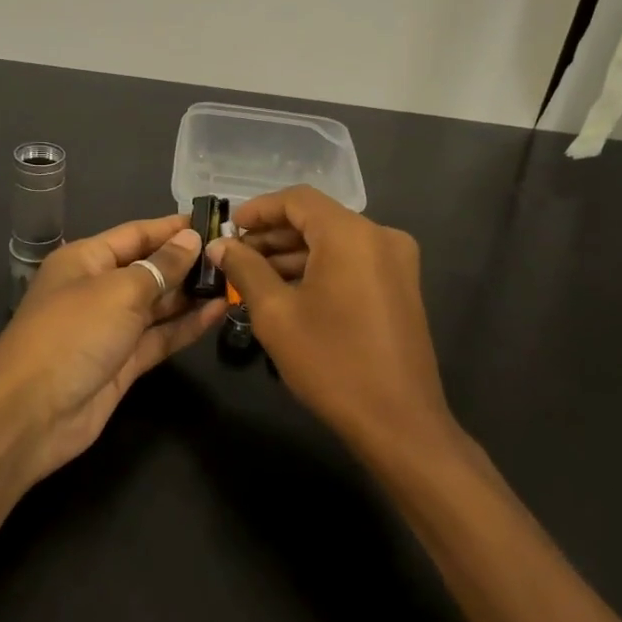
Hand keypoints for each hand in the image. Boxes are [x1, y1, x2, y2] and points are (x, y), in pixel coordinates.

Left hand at [0, 215, 225, 481]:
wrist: (32, 414)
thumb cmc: (73, 333)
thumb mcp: (119, 291)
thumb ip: (161, 266)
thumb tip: (190, 239)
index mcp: (86, 260)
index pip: (136, 234)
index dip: (172, 227)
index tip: (213, 220)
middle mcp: (98, 289)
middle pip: (149, 268)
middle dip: (187, 261)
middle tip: (234, 254)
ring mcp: (111, 329)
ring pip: (158, 305)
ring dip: (192, 294)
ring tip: (235, 280)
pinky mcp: (123, 363)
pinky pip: (160, 337)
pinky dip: (187, 325)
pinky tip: (219, 312)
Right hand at [209, 186, 458, 461]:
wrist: (399, 422)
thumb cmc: (332, 363)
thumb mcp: (277, 314)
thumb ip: (245, 270)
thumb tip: (220, 246)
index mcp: (352, 234)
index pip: (298, 200)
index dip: (259, 209)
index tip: (229, 228)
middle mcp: (381, 236)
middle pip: (318, 219)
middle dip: (273, 234)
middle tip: (235, 255)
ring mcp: (397, 262)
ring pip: (335, 242)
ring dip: (294, 253)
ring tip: (252, 275)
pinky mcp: (401, 286)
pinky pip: (353, 262)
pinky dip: (320, 268)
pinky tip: (288, 290)